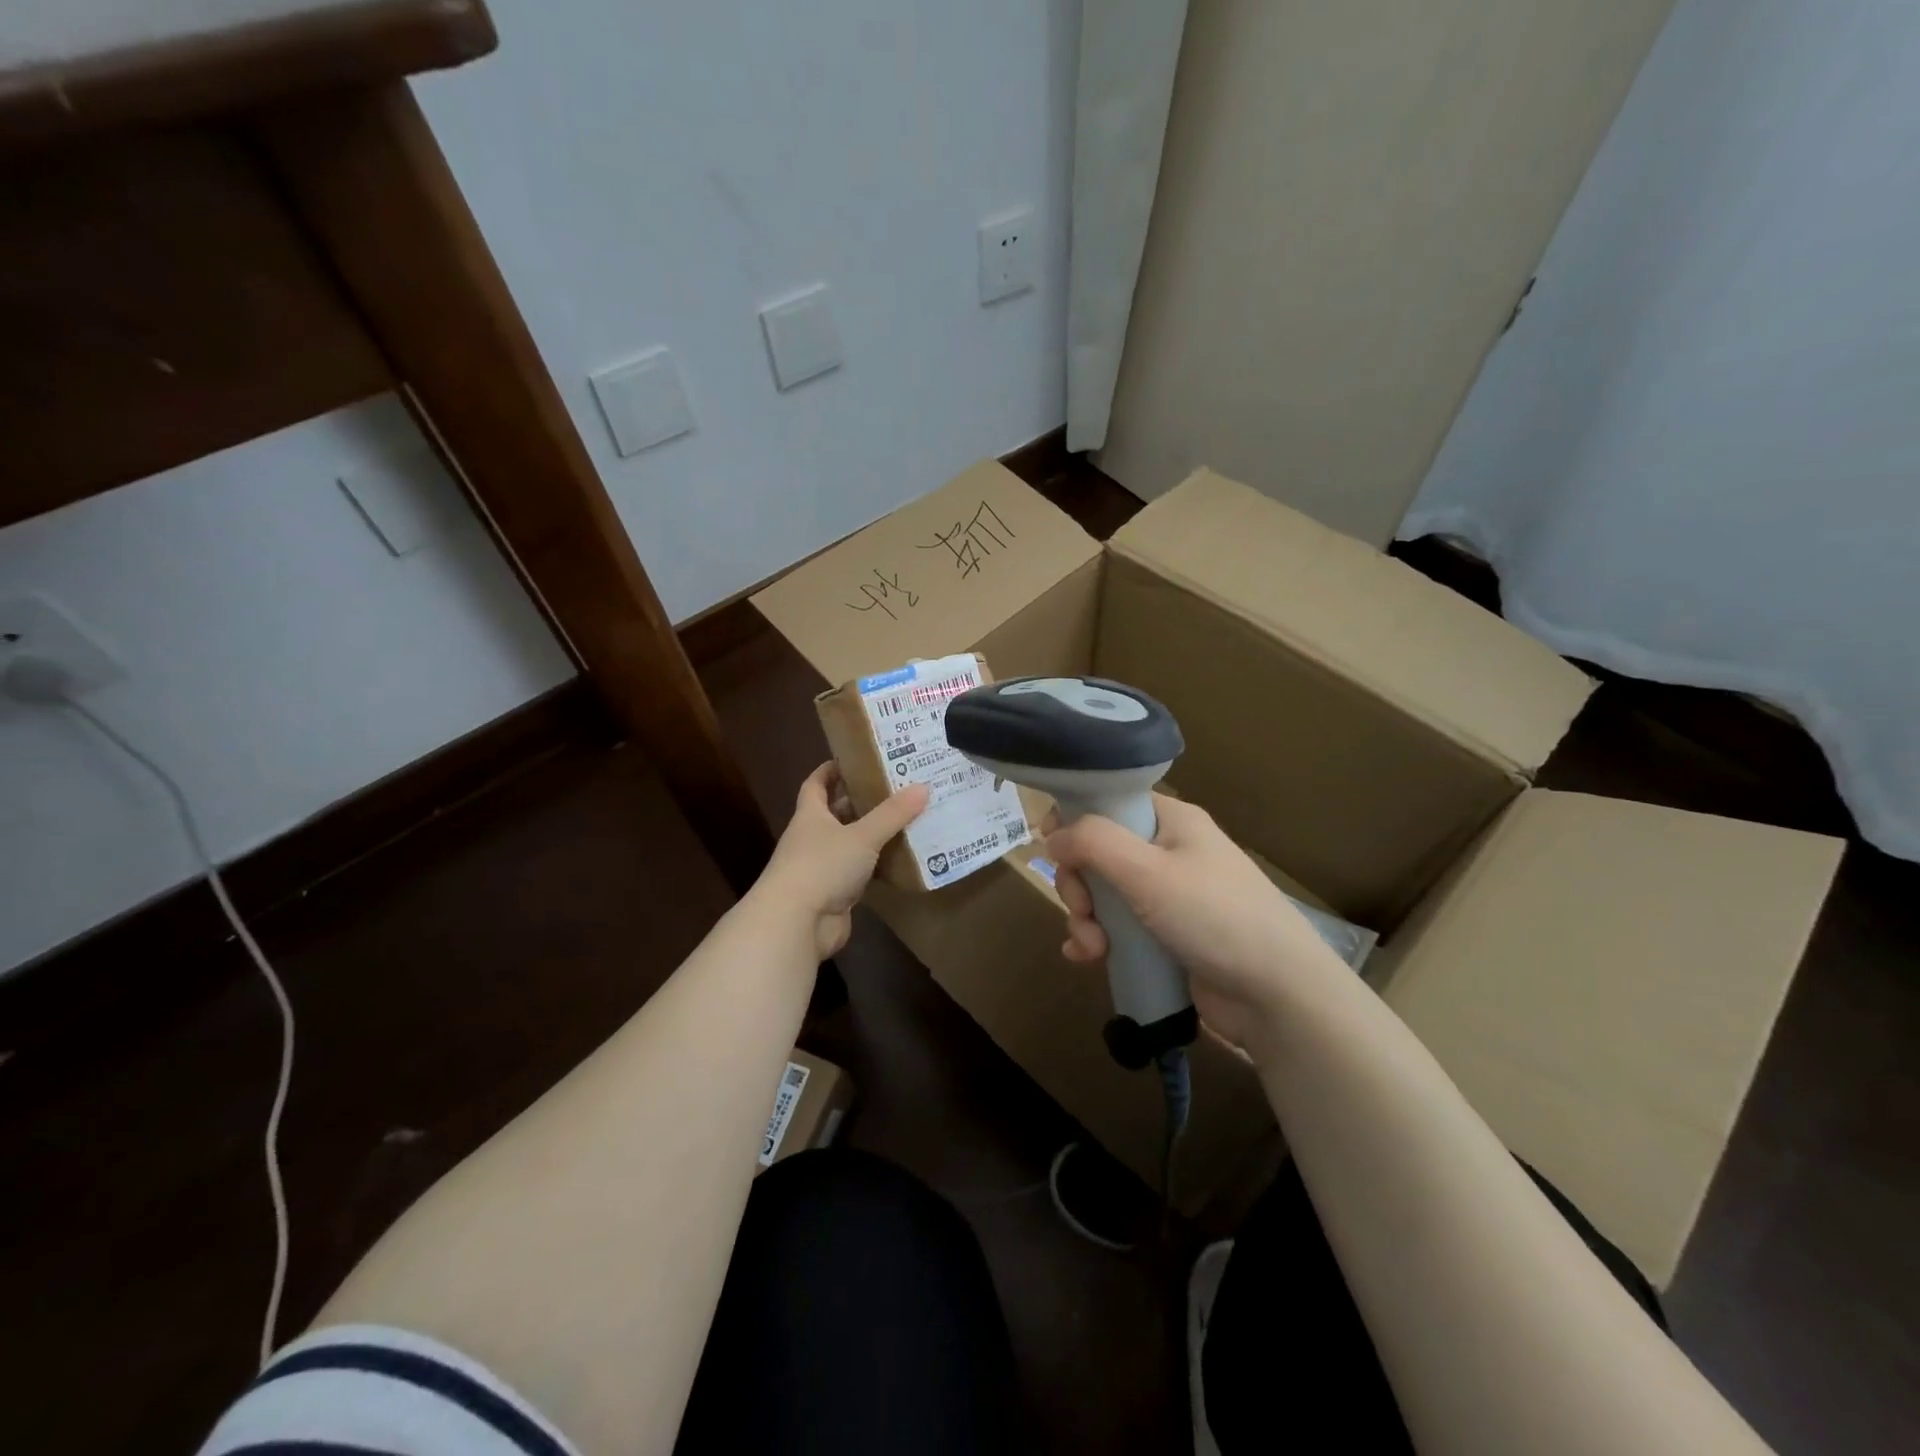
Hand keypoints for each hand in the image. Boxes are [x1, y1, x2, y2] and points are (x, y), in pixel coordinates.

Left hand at [757, 763, 928, 959]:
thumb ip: (892, 814)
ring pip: (851, 844)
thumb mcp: (862, 835)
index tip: (853, 758)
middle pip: (837, 813)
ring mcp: (822, 868)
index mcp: (810, 816)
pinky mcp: (835, 894)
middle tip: (897, 788)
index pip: (816, 784)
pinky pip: (860, 872)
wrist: (797, 923)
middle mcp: (813, 838)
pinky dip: (878, 865)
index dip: (830, 770)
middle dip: (862, 801)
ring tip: (908, 819)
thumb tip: (923, 786)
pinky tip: (902, 858)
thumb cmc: (822, 866)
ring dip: (873, 834)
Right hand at [1044, 795, 1347, 1055]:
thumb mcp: (1147, 871)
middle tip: (1084, 910)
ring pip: (1104, 895)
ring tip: (1093, 948)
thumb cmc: (1214, 916)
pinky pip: (1117, 928)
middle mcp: (1168, 852)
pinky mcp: (1165, 936)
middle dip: (1079, 884)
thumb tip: (1051, 836)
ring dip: (1086, 919)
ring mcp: (1167, 897)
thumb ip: (1093, 843)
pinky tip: (1085, 958)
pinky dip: (1097, 940)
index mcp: (1171, 821)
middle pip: (1098, 853)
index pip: (1110, 803)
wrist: (1278, 995)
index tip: (1050, 846)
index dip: (1075, 820)